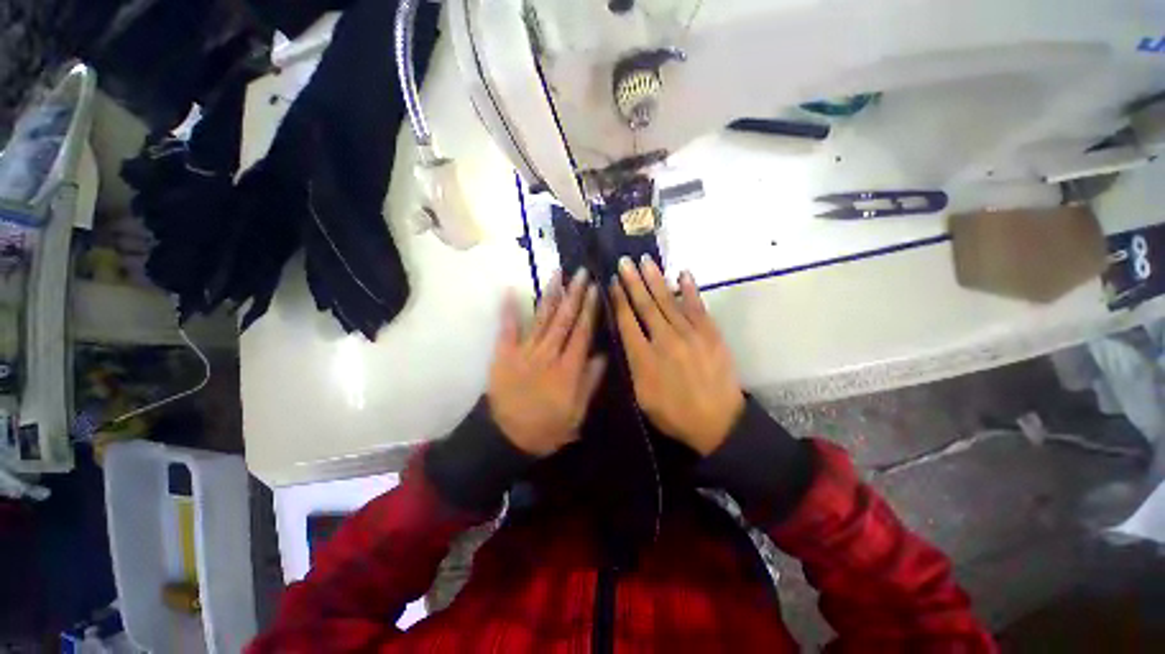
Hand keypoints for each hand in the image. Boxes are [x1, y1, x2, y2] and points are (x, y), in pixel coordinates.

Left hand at [488, 270, 606, 456]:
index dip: (590, 309)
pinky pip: (508, 329)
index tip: (595, 289)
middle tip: (581, 273)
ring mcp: (524, 352)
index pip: (582, 333)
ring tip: (558, 274)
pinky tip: (511, 292)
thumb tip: (603, 356)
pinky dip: (509, 311)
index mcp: (567, 369)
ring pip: (541, 319)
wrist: (505, 438)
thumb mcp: (577, 414)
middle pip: (564, 320)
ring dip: (550, 295)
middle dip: (574, 294)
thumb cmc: (546, 428)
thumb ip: (590, 383)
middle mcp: (548, 355)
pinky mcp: (504, 354)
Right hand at [611, 256, 743, 455]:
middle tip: (625, 261)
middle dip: (633, 282)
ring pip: (668, 301)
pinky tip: (682, 274)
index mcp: (645, 357)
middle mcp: (665, 340)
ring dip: (655, 279)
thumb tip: (628, 339)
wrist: (718, 422)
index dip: (619, 300)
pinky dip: (690, 289)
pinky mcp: (710, 334)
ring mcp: (690, 334)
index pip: (627, 321)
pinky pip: (698, 307)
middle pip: (646, 305)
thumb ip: (633, 365)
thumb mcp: (642, 396)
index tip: (613, 282)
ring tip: (645, 261)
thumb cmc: (674, 413)